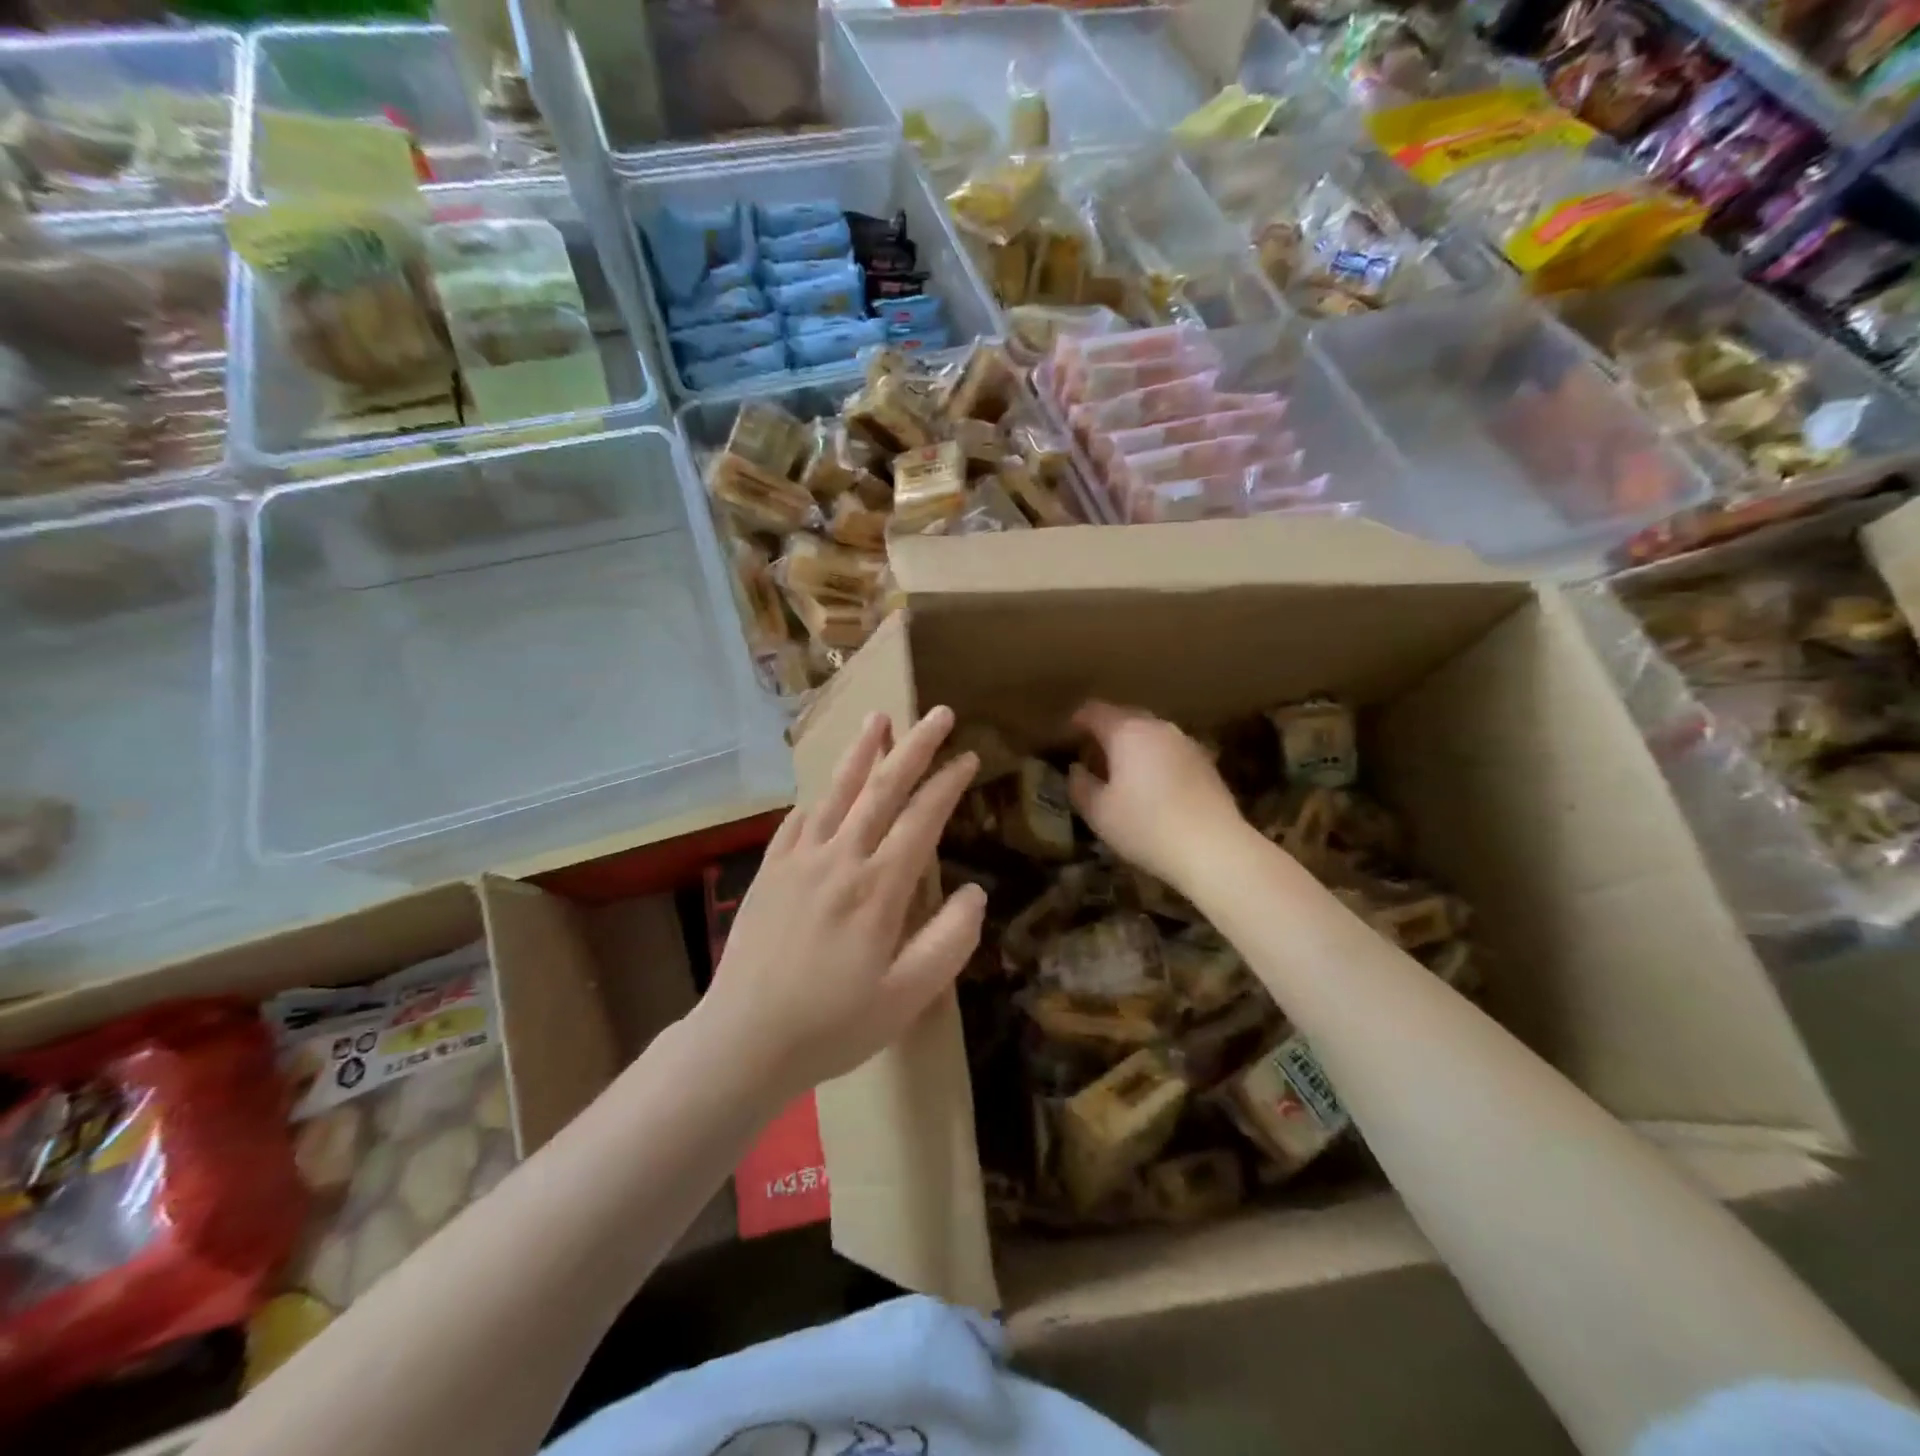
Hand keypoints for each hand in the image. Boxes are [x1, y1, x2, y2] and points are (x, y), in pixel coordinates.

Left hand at [703, 706, 984, 1100]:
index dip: (947, 785)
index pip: (921, 820)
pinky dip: (818, 795)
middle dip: (914, 747)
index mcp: (878, 888)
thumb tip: (975, 891)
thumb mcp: (907, 997)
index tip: (968, 757)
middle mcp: (839, 859)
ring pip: (836, 792)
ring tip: (878, 718)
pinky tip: (825, 786)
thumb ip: (950, 940)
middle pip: (882, 790)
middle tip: (937, 714)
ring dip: (861, 753)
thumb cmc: (833, 1024)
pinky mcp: (769, 871)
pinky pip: (798, 819)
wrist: (743, 1040)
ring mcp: (799, 861)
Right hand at [1068, 700, 1248, 893]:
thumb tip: (1077, 769)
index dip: (1076, 720)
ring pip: (1150, 733)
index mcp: (1127, 732)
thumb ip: (1080, 785)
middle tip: (1091, 757)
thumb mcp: (1099, 813)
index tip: (1065, 736)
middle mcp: (1158, 728)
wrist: (1214, 848)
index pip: (1094, 711)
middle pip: (1125, 717)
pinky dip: (1155, 759)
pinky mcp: (1206, 762)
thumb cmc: (1146, 827)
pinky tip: (1152, 787)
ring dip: (1132, 746)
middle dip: (1105, 732)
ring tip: (1121, 773)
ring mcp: (1186, 743)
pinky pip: (1169, 751)